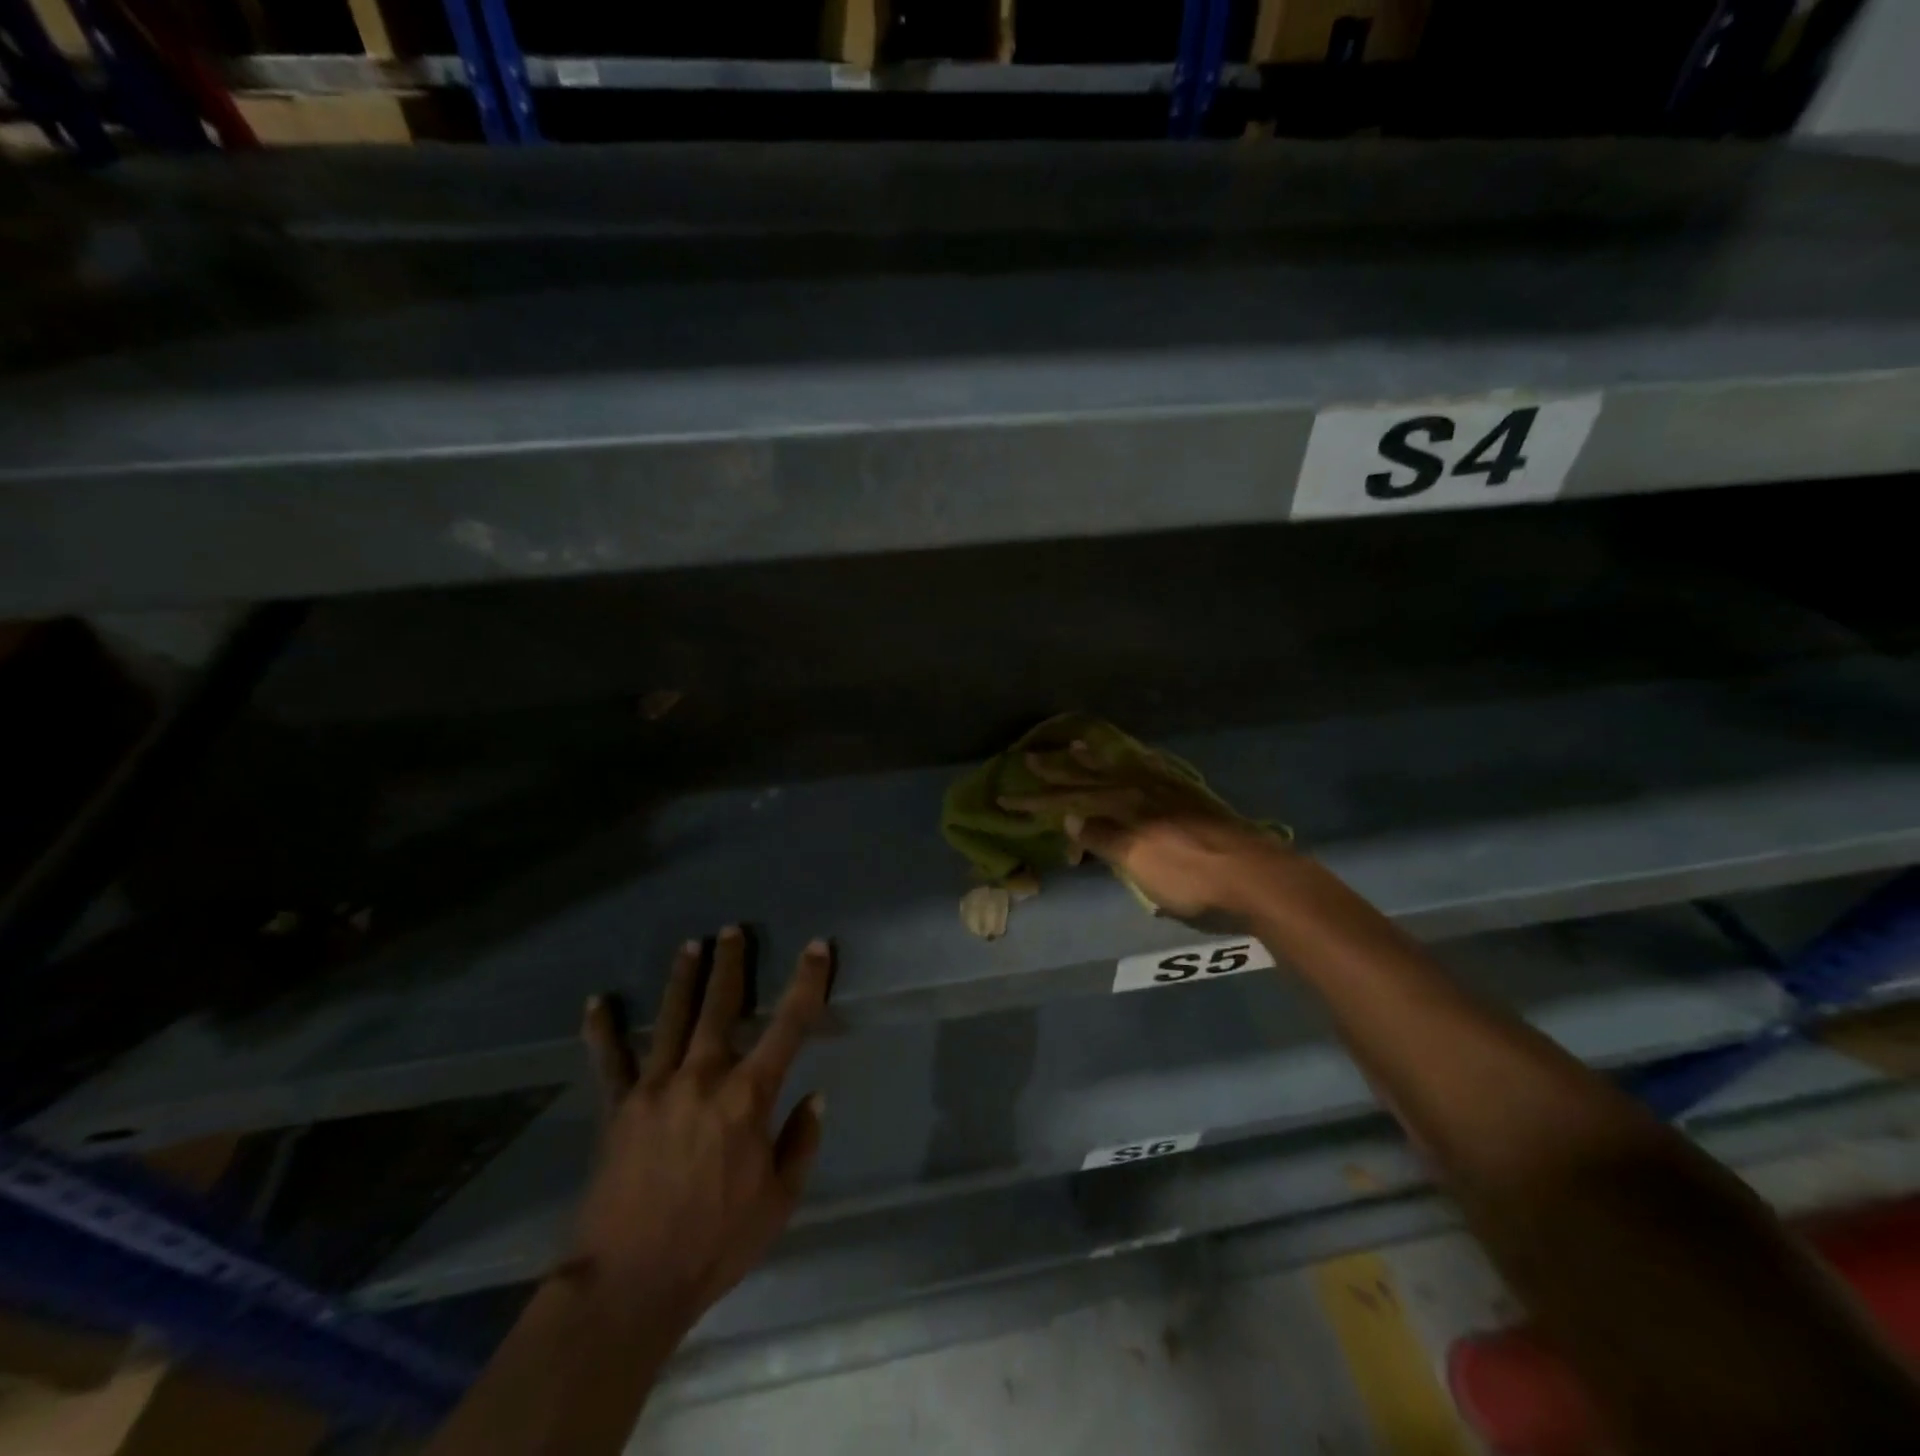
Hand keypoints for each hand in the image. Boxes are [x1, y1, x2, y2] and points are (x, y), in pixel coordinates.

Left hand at [570, 927, 831, 1336]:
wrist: (630, 1285)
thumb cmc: (715, 1244)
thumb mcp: (779, 1201)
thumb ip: (800, 1143)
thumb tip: (814, 1097)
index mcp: (748, 1097)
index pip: (788, 1025)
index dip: (806, 982)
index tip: (816, 948)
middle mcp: (702, 1077)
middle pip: (720, 1006)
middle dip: (731, 964)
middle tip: (732, 931)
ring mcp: (655, 1088)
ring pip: (671, 1019)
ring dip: (683, 979)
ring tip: (690, 946)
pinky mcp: (618, 1108)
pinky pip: (609, 1061)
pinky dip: (603, 1030)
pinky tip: (596, 1003)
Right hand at [998, 742, 1287, 918]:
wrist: (1256, 876)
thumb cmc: (1192, 878)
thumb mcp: (1140, 863)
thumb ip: (1104, 837)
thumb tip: (1071, 816)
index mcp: (1125, 807)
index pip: (1070, 800)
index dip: (1037, 801)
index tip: (1006, 798)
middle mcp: (1142, 791)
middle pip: (1091, 776)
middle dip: (1058, 769)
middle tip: (1030, 756)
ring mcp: (1168, 790)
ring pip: (1120, 767)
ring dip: (1093, 758)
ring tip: (1074, 745)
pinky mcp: (1190, 796)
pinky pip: (1150, 768)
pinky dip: (1132, 761)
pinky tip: (1132, 760)